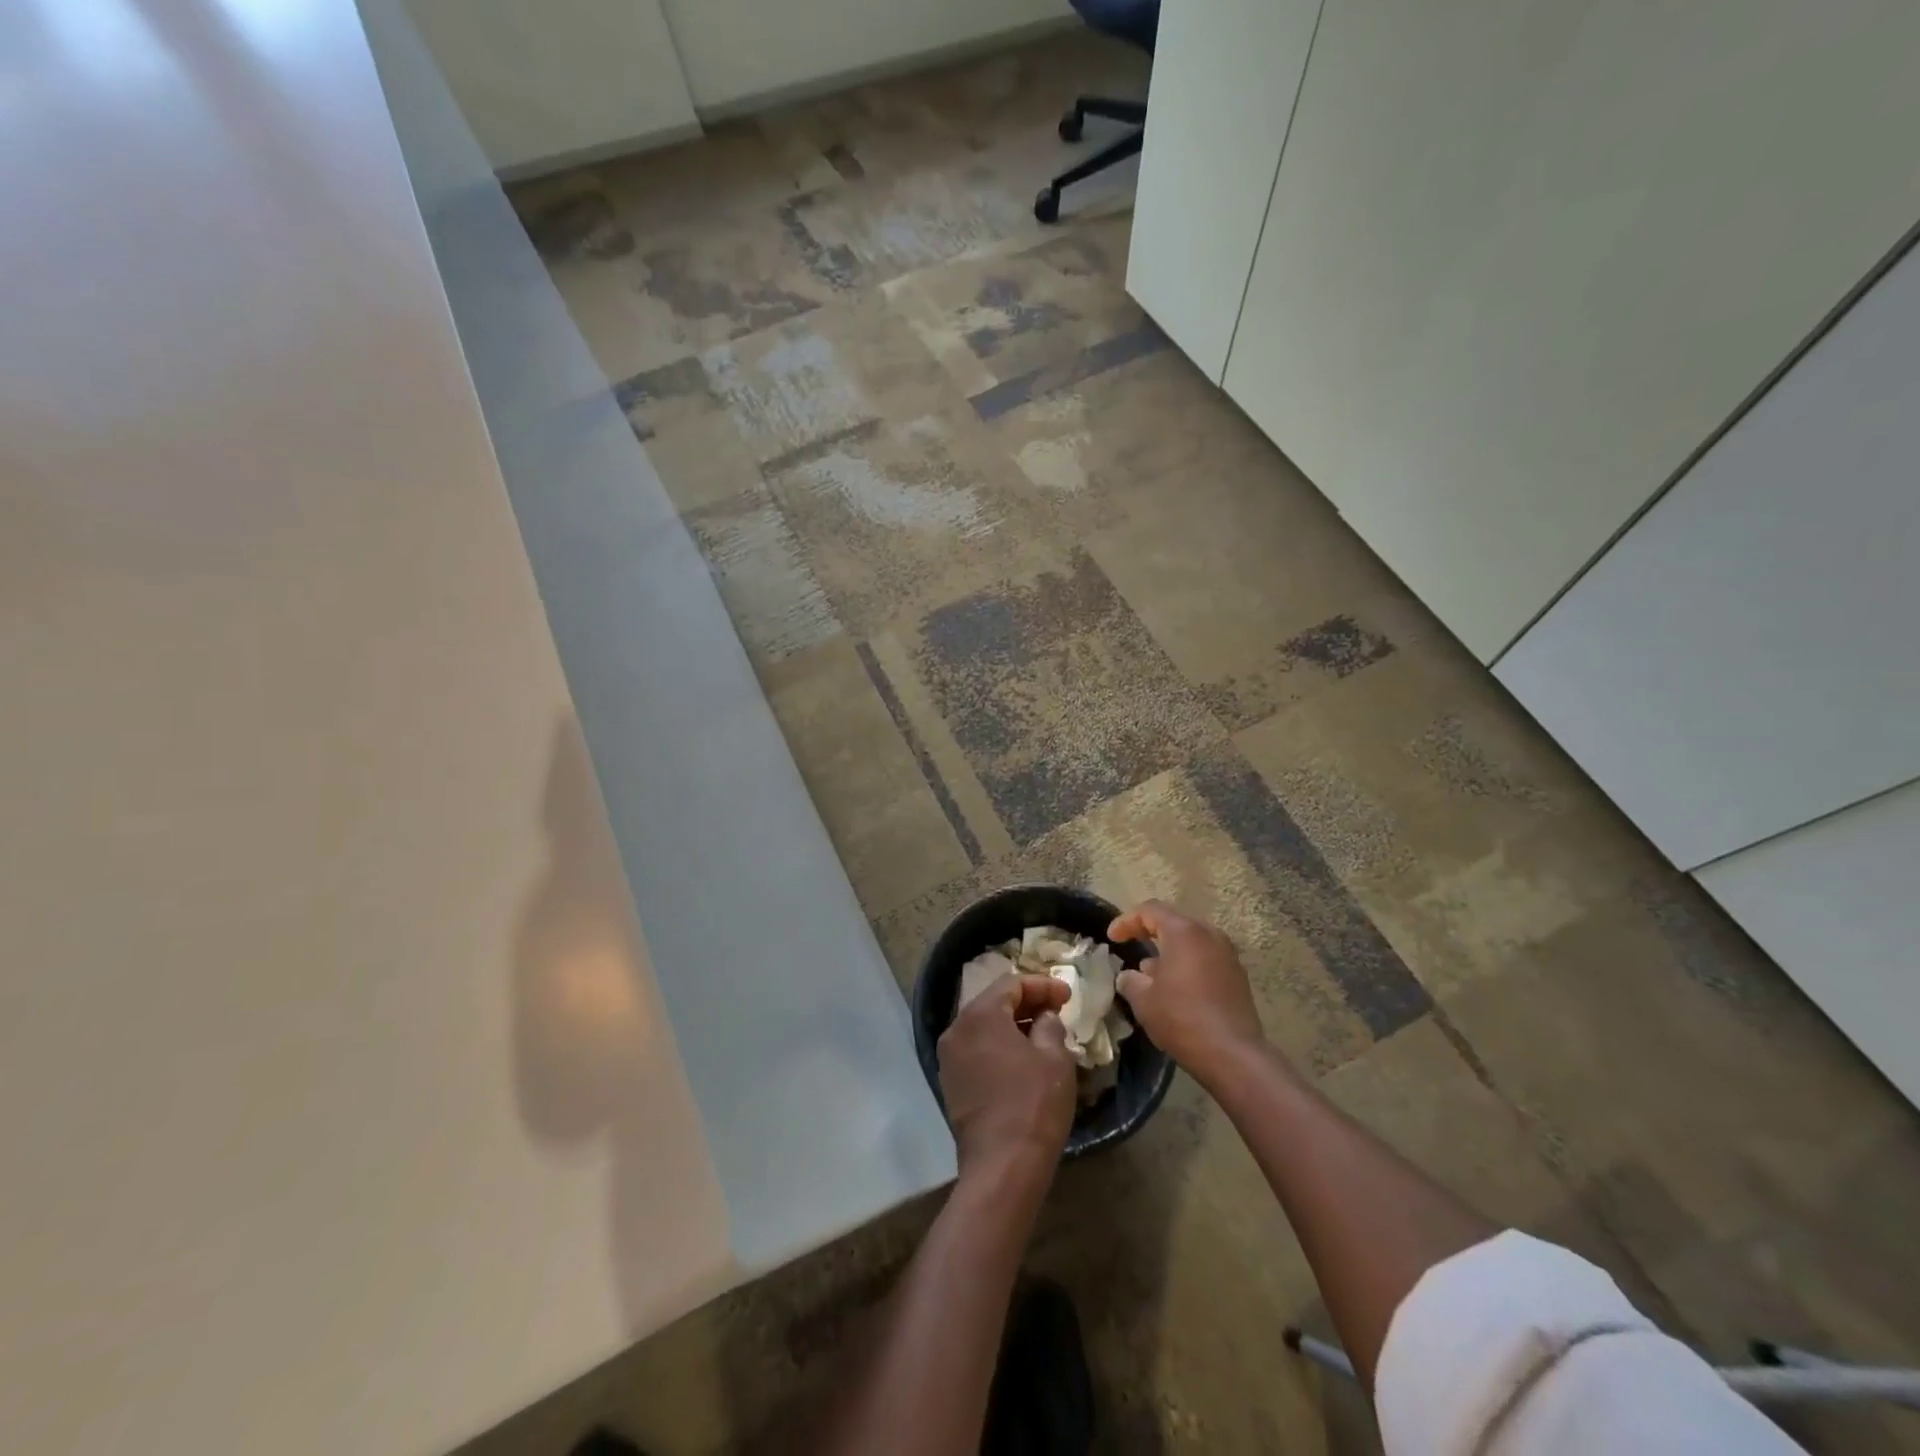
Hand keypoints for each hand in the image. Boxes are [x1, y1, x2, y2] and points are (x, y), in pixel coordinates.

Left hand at [937, 974, 1076, 1180]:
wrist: (1002, 1166)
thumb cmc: (1033, 1104)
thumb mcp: (1054, 1058)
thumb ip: (1050, 1026)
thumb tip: (1044, 1018)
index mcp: (980, 1014)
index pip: (1012, 984)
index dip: (1042, 986)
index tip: (1068, 997)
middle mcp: (957, 1029)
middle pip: (994, 1002)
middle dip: (1027, 1003)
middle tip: (1057, 1011)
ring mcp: (949, 1057)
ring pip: (984, 1027)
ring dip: (1012, 1025)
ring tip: (1043, 1034)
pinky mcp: (951, 1082)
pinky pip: (976, 1049)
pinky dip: (998, 1046)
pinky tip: (1022, 1059)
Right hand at [1109, 901, 1268, 1088]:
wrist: (1233, 1055)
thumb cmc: (1182, 1019)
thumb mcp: (1143, 1000)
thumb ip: (1130, 980)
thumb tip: (1129, 975)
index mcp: (1184, 932)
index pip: (1150, 910)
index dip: (1126, 921)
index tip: (1112, 938)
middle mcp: (1209, 934)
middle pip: (1174, 920)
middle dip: (1149, 930)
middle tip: (1130, 943)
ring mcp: (1227, 954)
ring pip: (1191, 939)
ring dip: (1169, 948)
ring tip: (1151, 970)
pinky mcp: (1237, 975)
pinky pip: (1205, 956)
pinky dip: (1187, 962)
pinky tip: (1175, 985)